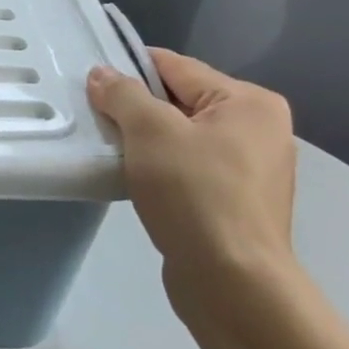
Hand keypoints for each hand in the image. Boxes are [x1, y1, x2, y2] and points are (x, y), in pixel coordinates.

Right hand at [86, 49, 297, 306]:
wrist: (232, 281)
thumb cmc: (195, 193)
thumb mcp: (150, 132)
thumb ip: (123, 94)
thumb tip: (102, 74)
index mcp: (249, 102)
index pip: (175, 67)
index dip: (129, 70)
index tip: (90, 83)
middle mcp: (258, 128)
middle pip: (179, 100)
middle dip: (136, 109)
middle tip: (94, 118)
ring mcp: (251, 167)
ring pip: (181, 136)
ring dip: (145, 141)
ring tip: (109, 149)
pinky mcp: (236, 200)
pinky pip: (188, 166)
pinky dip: (159, 167)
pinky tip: (133, 178)